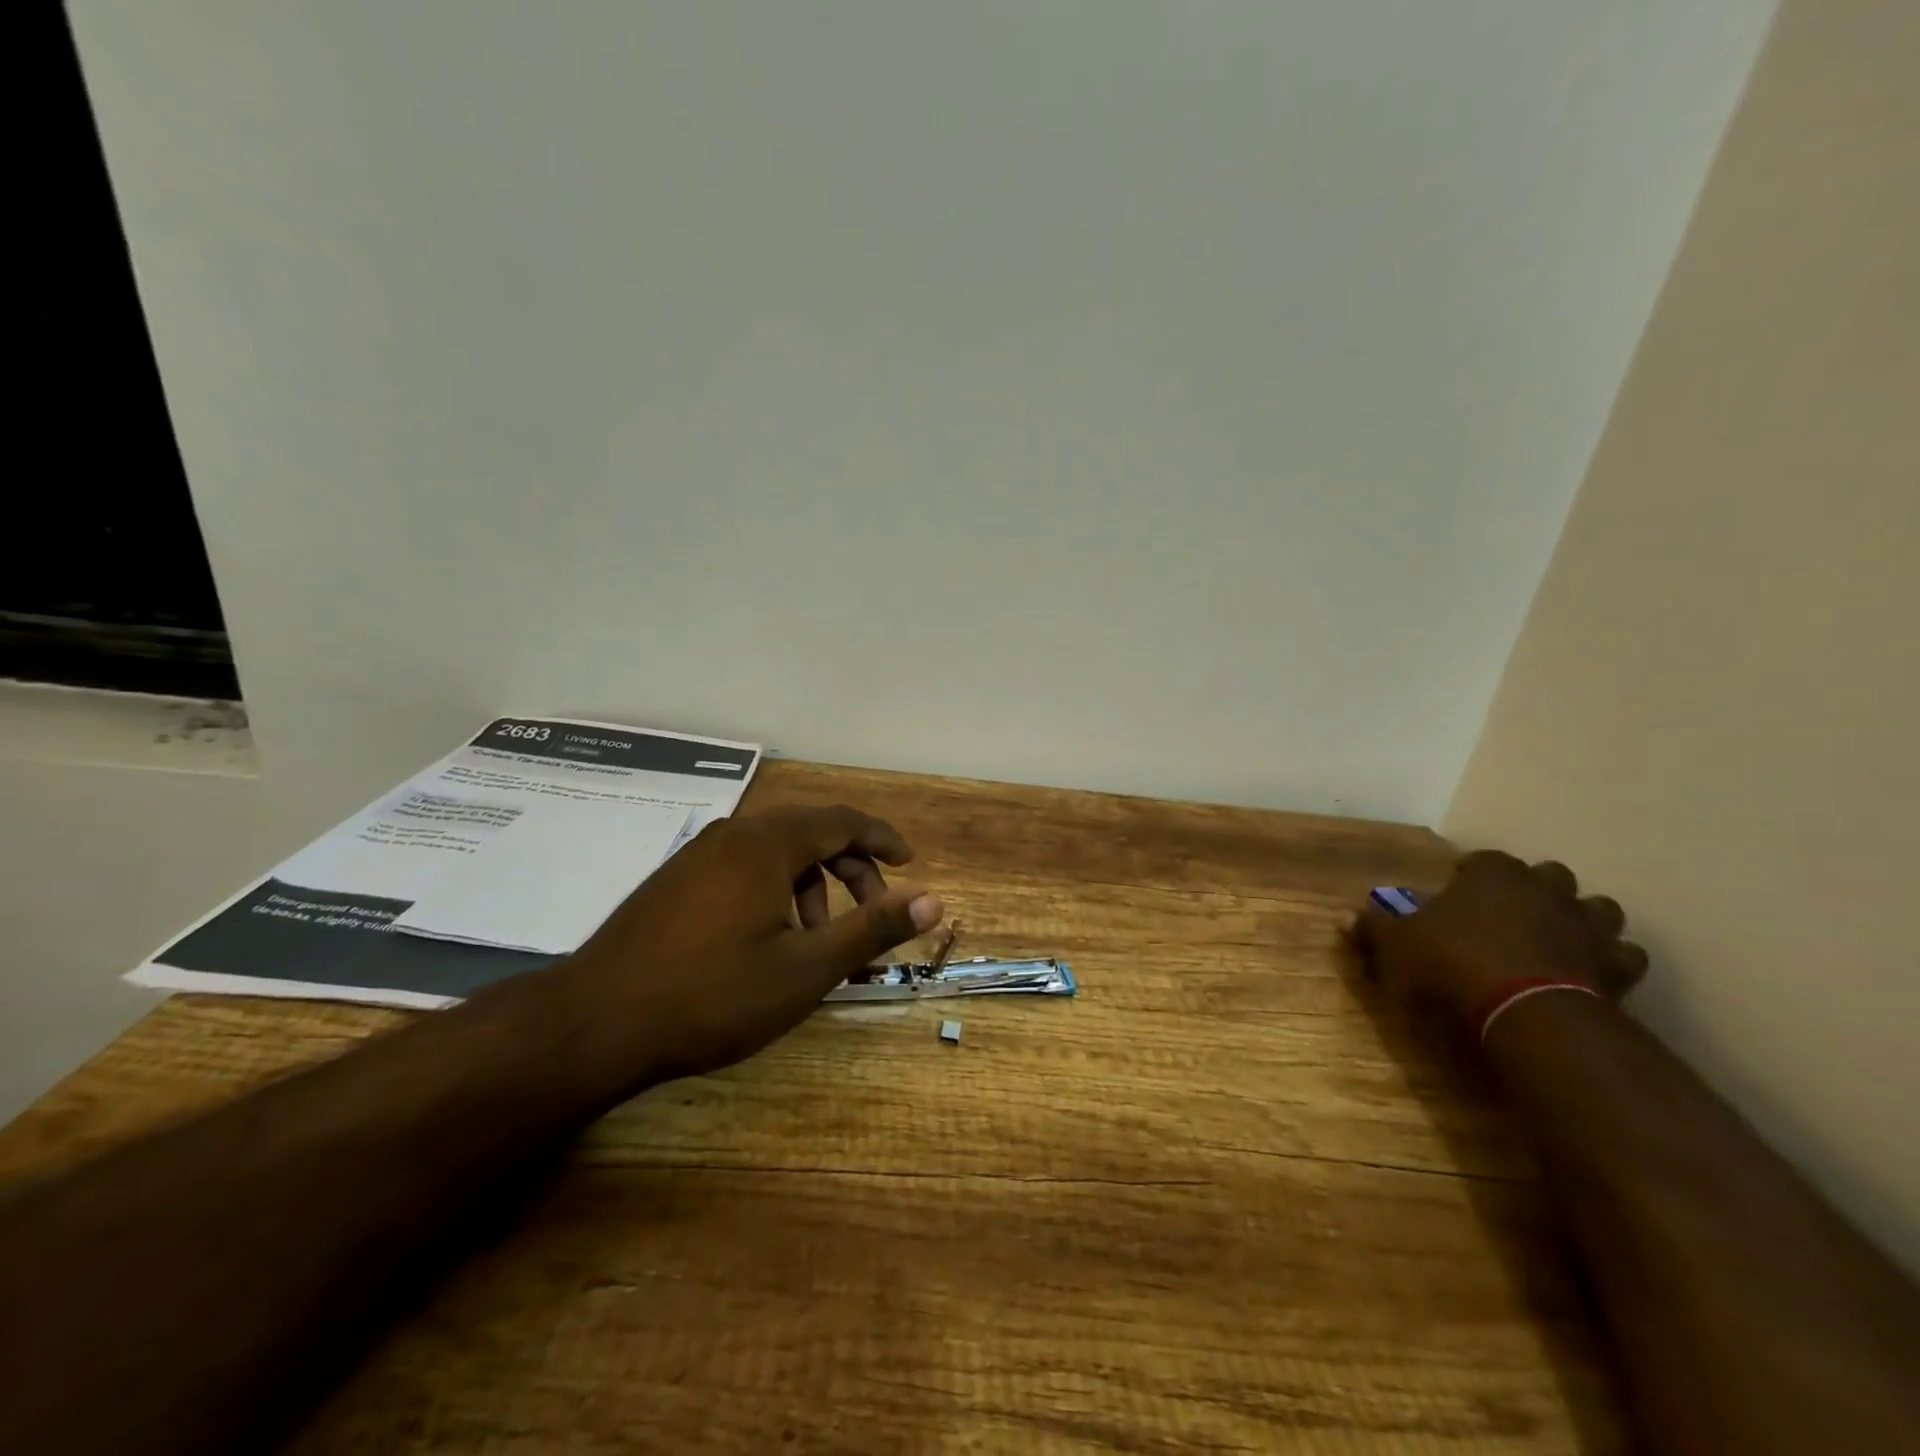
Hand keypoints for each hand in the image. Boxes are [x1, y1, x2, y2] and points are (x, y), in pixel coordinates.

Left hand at [564, 804, 943, 1081]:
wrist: (593, 1023)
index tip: (909, 863)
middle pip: (811, 833)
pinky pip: (745, 867)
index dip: (882, 838)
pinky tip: (769, 940)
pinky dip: (776, 891)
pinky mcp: (677, 879)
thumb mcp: (805, 969)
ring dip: (812, 885)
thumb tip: (933, 901)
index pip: (842, 820)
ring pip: (776, 852)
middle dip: (850, 869)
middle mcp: (734, 834)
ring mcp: (700, 855)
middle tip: (871, 915)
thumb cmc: (711, 996)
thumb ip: (871, 929)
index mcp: (768, 843)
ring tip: (817, 941)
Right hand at [1350, 851, 1648, 1023]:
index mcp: (1493, 875)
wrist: (1528, 1013)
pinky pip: (1623, 956)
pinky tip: (1592, 973)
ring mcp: (1588, 926)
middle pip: (1549, 874)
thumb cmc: (1454, 964)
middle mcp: (1545, 889)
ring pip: (1598, 908)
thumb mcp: (1397, 946)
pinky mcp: (1616, 967)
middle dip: (1534, 888)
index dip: (1471, 873)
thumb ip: (1374, 928)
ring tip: (1558, 937)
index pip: (1484, 859)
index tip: (1458, 889)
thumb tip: (1345, 917)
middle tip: (1511, 911)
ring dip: (1581, 918)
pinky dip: (1611, 961)